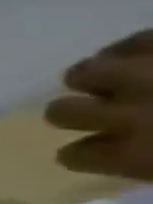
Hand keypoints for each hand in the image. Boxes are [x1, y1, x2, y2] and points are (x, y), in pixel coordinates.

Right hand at [46, 30, 152, 179]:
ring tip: (110, 75)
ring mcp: (144, 73)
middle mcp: (123, 114)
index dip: (85, 154)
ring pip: (83, 72)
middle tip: (98, 109)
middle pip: (60, 112)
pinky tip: (134, 52)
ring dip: (94, 76)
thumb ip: (144, 163)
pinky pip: (132, 39)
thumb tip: (115, 156)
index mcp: (134, 154)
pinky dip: (128, 47)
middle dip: (78, 111)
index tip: (97, 150)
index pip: (72, 156)